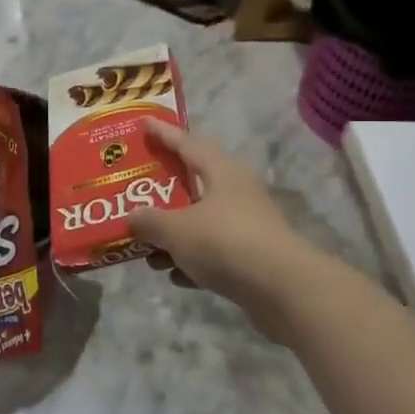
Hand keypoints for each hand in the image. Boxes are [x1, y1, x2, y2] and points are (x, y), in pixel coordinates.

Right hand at [127, 121, 313, 336]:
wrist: (282, 289)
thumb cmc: (225, 243)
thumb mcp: (176, 230)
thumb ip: (149, 221)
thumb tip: (132, 218)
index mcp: (222, 171)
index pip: (187, 143)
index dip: (163, 133)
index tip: (141, 123)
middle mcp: (237, 192)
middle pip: (194, 184)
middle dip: (163, 192)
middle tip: (134, 192)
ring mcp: (247, 225)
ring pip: (201, 222)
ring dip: (174, 234)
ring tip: (145, 248)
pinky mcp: (252, 257)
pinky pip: (213, 252)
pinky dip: (192, 260)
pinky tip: (173, 275)